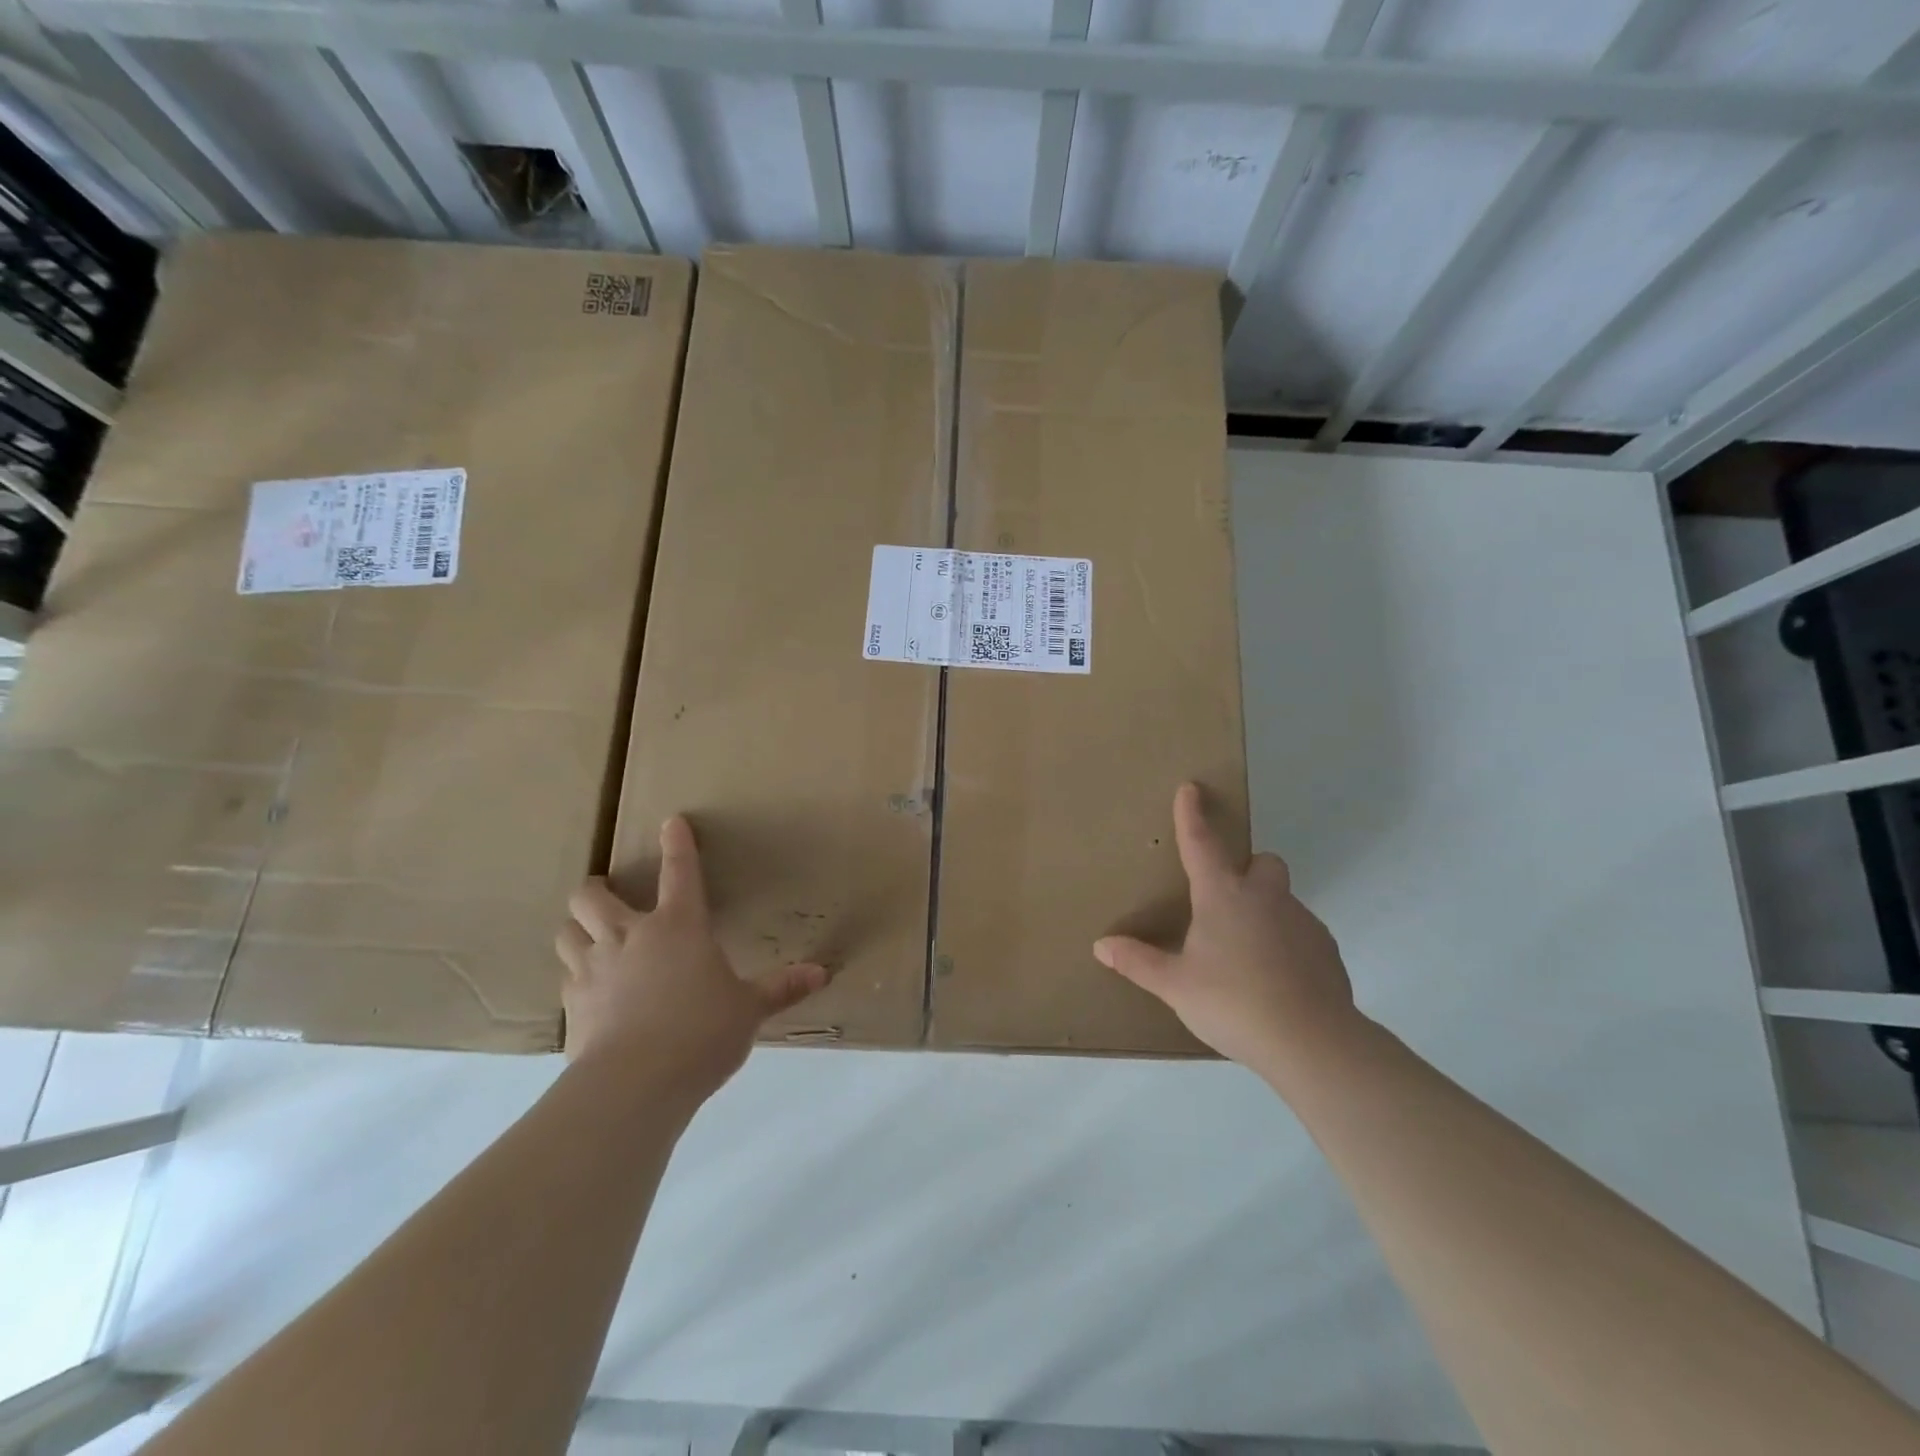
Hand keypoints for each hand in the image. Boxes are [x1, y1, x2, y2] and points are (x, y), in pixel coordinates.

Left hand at [556, 815, 827, 1100]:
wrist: (635, 1084)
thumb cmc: (701, 1032)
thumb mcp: (748, 1009)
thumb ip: (781, 989)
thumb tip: (821, 974)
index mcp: (678, 927)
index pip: (679, 872)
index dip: (677, 844)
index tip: (672, 823)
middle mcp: (629, 936)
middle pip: (592, 896)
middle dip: (596, 889)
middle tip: (606, 894)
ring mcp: (593, 969)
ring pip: (567, 932)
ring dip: (576, 929)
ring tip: (589, 938)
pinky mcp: (572, 1006)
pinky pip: (565, 978)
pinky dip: (576, 976)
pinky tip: (590, 992)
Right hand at [1094, 783, 1362, 1074]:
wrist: (1312, 1042)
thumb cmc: (1233, 1002)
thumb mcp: (1176, 986)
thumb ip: (1138, 962)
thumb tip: (1102, 945)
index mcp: (1223, 896)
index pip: (1201, 843)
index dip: (1191, 814)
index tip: (1191, 788)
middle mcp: (1265, 897)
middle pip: (1263, 862)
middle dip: (1248, 869)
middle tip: (1226, 900)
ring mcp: (1302, 921)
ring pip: (1283, 899)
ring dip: (1265, 910)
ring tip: (1246, 954)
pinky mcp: (1326, 950)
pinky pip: (1301, 932)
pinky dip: (1287, 943)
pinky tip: (1275, 979)